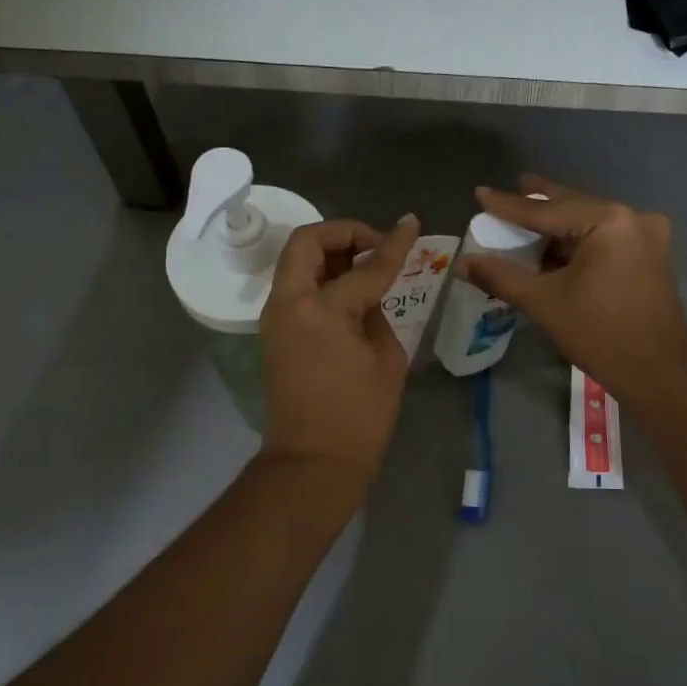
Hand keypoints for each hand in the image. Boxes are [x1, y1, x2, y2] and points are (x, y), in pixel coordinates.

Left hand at [261, 215, 420, 486]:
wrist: (313, 462)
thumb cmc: (359, 416)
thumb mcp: (386, 358)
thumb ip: (377, 312)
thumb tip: (368, 295)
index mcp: (320, 309)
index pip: (365, 267)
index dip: (393, 244)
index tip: (411, 223)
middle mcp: (289, 302)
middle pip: (308, 242)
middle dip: (345, 234)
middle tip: (376, 247)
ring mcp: (275, 317)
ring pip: (298, 262)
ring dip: (331, 254)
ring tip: (368, 267)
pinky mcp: (275, 332)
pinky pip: (298, 288)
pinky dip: (322, 278)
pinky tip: (352, 290)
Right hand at [460, 176, 686, 405]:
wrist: (659, 372)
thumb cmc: (600, 333)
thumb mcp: (544, 302)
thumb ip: (502, 276)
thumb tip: (464, 263)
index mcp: (608, 221)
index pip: (546, 210)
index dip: (509, 205)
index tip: (481, 192)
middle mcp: (632, 218)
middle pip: (573, 207)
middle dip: (540, 203)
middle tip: (513, 187)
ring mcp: (647, 236)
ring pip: (590, 223)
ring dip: (558, 227)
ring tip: (528, 223)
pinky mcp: (651, 257)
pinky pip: (605, 239)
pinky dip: (578, 243)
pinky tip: (556, 249)